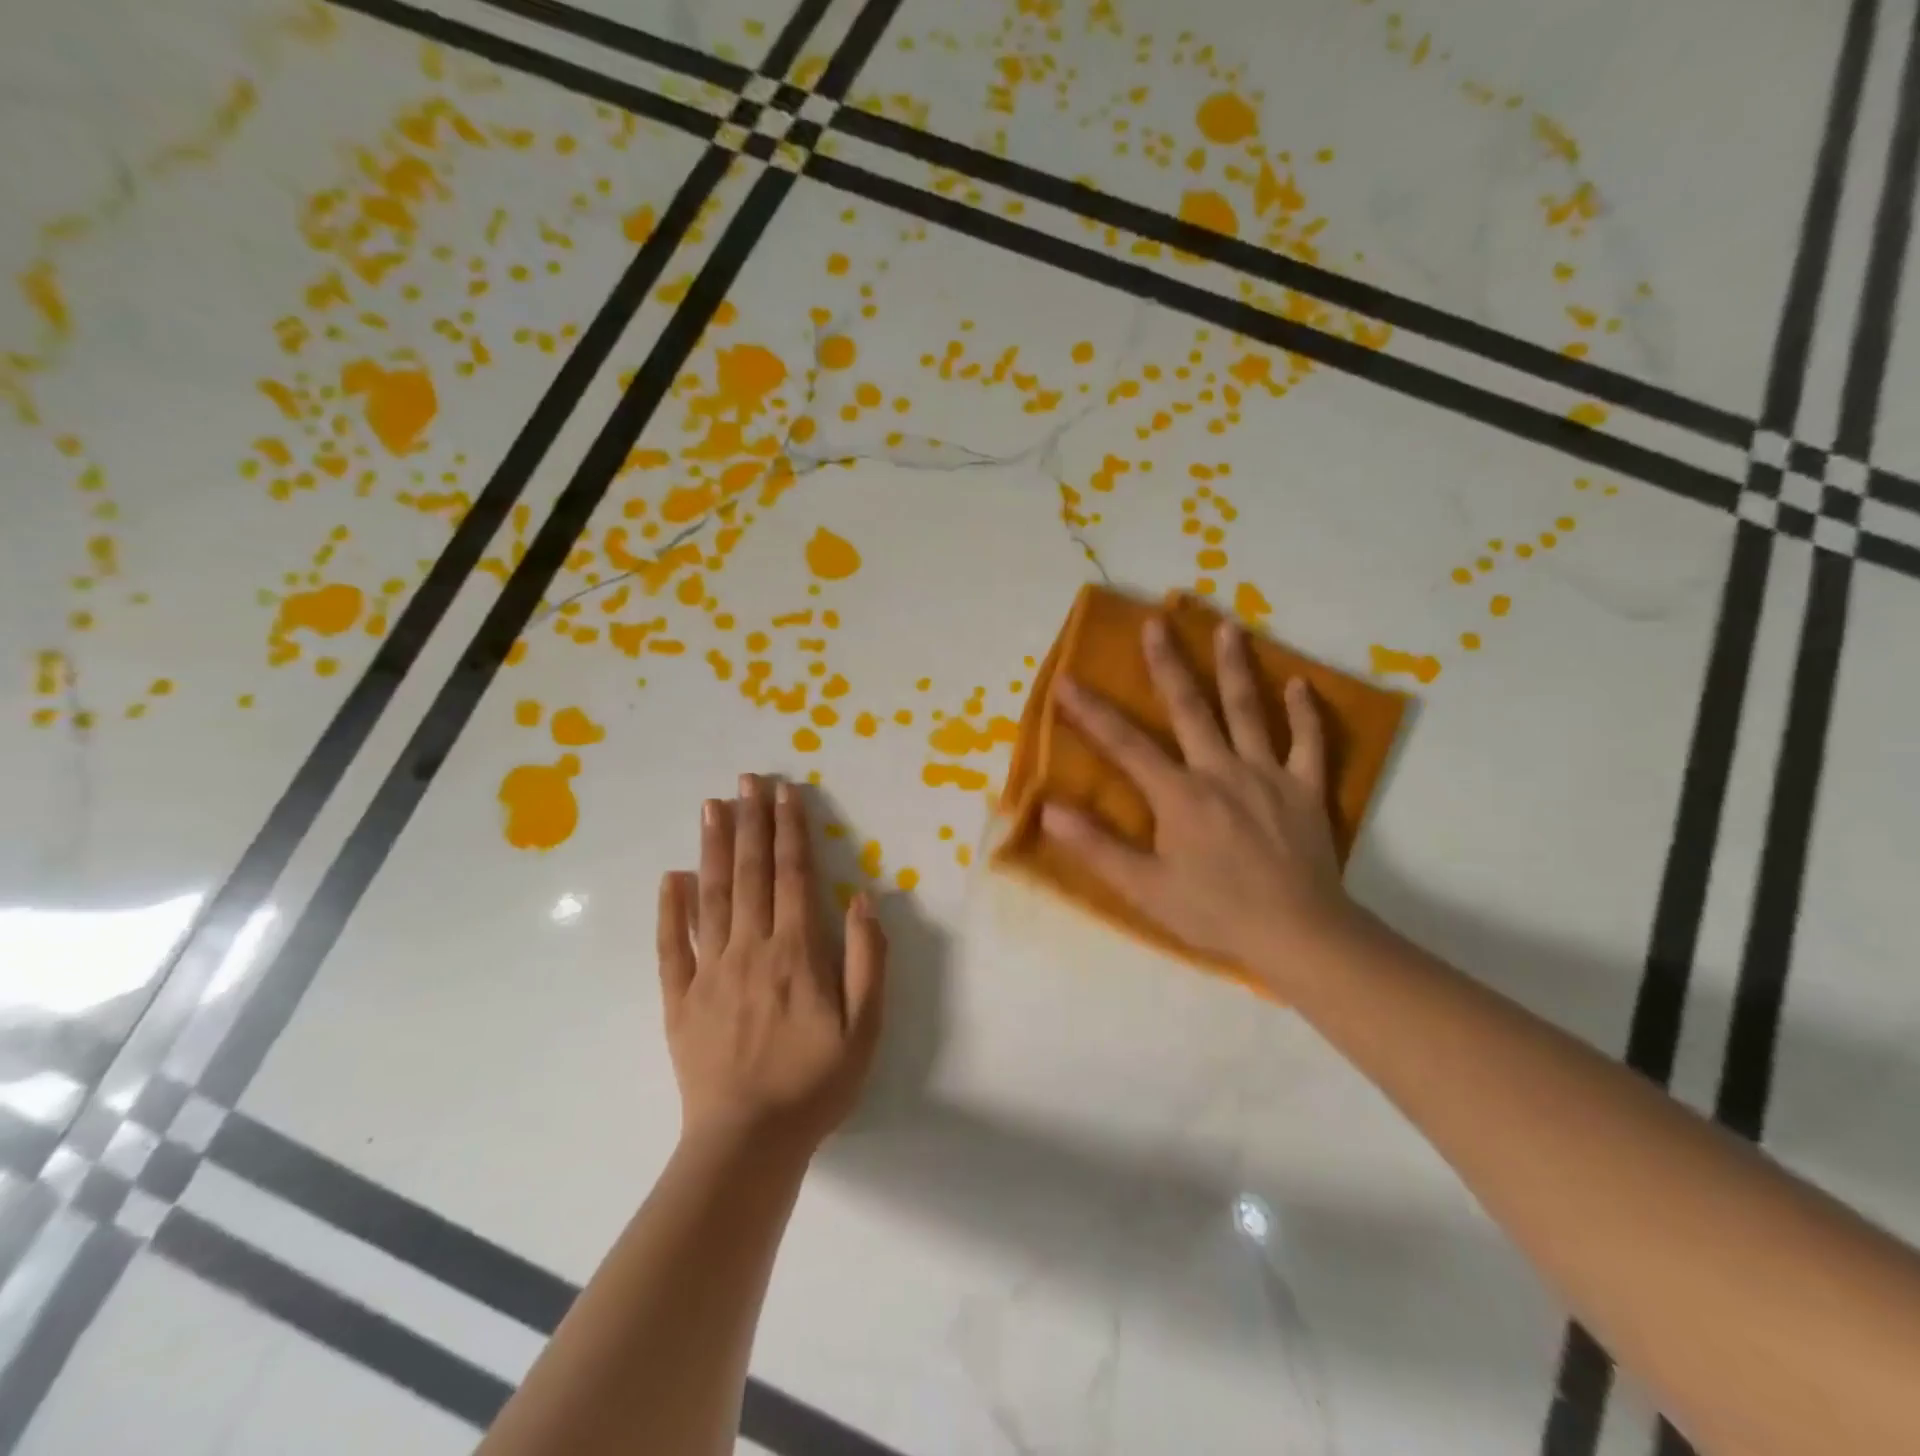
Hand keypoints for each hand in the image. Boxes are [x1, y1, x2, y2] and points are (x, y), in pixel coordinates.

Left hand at [657, 774, 886, 1156]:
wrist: (748, 1142)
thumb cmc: (815, 1083)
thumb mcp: (865, 1027)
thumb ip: (866, 959)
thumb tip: (860, 899)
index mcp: (796, 952)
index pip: (793, 876)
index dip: (791, 831)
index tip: (785, 793)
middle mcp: (750, 949)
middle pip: (751, 873)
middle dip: (751, 822)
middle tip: (746, 779)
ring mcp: (709, 971)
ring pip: (711, 896)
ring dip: (713, 848)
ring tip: (712, 806)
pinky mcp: (679, 999)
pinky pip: (671, 946)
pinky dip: (670, 908)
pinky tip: (671, 876)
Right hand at [1040, 615, 1354, 985]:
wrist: (1298, 934)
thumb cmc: (1214, 913)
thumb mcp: (1145, 888)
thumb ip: (1096, 846)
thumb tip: (1049, 809)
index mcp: (1179, 795)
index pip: (1125, 744)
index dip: (1091, 712)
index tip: (1065, 681)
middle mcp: (1221, 771)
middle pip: (1190, 708)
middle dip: (1168, 664)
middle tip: (1156, 622)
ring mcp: (1267, 775)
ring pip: (1250, 711)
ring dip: (1236, 667)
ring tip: (1228, 627)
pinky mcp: (1305, 790)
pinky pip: (1309, 743)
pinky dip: (1306, 713)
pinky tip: (1301, 684)